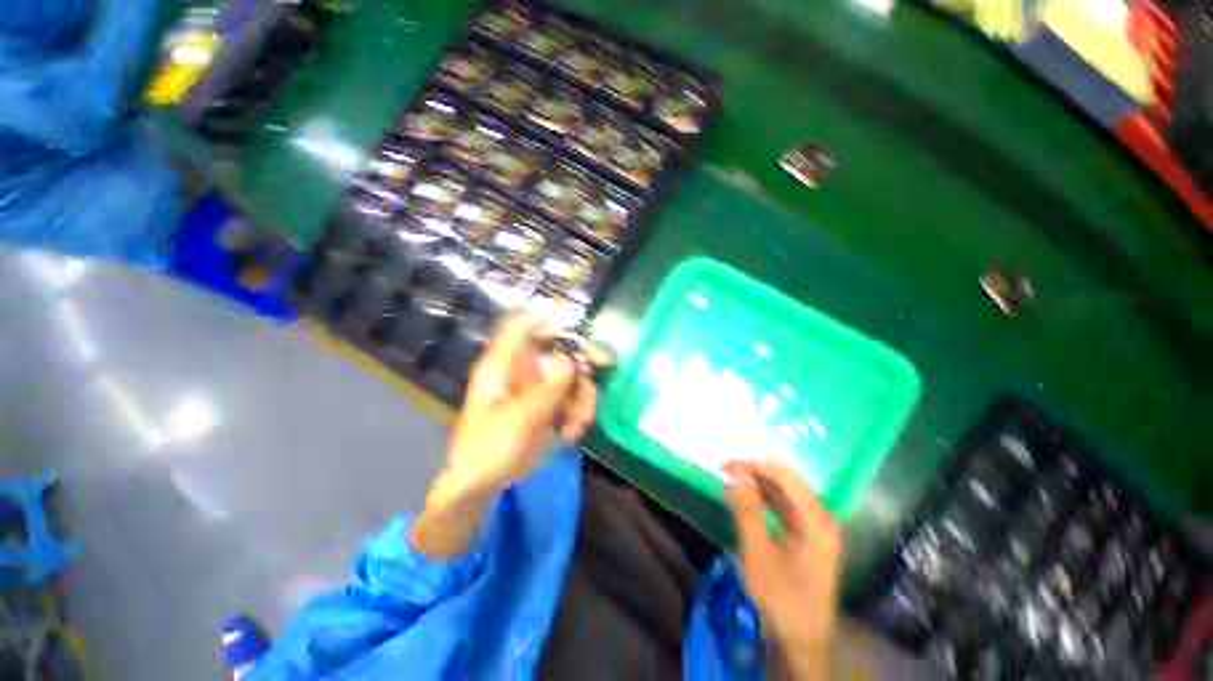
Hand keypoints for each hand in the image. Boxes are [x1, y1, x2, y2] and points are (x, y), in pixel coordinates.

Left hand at [411, 314, 597, 558]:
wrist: (481, 485)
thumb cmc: (488, 449)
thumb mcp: (519, 420)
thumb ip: (547, 389)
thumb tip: (570, 360)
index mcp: (503, 366)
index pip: (523, 326)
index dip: (548, 317)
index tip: (575, 322)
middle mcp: (522, 371)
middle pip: (560, 352)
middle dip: (580, 372)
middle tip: (590, 392)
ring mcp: (536, 389)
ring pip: (572, 378)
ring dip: (582, 400)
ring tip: (578, 426)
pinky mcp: (546, 406)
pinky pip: (572, 399)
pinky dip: (579, 413)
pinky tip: (573, 433)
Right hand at [726, 460, 842, 680]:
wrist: (801, 642)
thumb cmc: (781, 599)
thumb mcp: (759, 555)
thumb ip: (748, 512)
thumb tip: (737, 475)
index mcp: (817, 521)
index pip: (786, 477)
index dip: (756, 465)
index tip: (727, 465)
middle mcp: (821, 519)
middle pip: (788, 481)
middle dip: (755, 472)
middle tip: (725, 470)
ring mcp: (816, 528)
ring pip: (785, 493)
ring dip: (757, 484)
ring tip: (729, 481)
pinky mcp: (808, 537)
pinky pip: (784, 508)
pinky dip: (763, 500)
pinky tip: (743, 500)